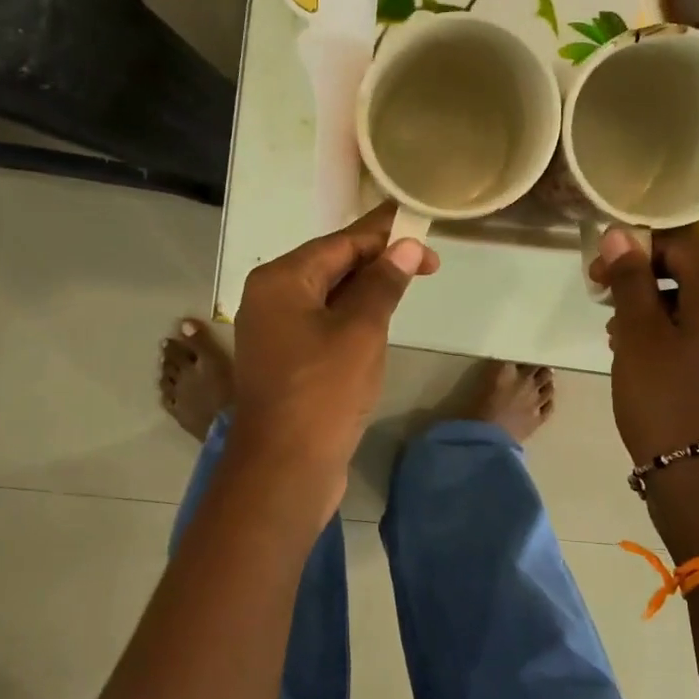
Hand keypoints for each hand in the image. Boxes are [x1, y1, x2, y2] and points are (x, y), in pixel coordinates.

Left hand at [230, 203, 439, 496]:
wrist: (284, 469)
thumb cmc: (323, 392)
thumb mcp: (361, 331)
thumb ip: (382, 284)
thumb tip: (405, 246)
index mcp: (281, 280)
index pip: (341, 242)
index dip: (385, 234)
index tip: (424, 229)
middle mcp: (271, 298)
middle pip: (331, 265)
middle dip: (378, 261)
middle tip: (427, 265)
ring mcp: (274, 331)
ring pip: (328, 297)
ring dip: (367, 290)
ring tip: (408, 286)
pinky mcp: (285, 361)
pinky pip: (323, 324)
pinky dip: (352, 318)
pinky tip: (378, 322)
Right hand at [590, 227, 698, 466]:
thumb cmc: (665, 395)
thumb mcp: (638, 333)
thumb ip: (630, 279)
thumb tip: (620, 234)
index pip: (686, 243)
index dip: (640, 249)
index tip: (600, 272)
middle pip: (698, 270)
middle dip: (649, 276)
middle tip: (609, 299)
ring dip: (660, 305)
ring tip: (620, 332)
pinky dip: (678, 330)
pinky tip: (646, 356)